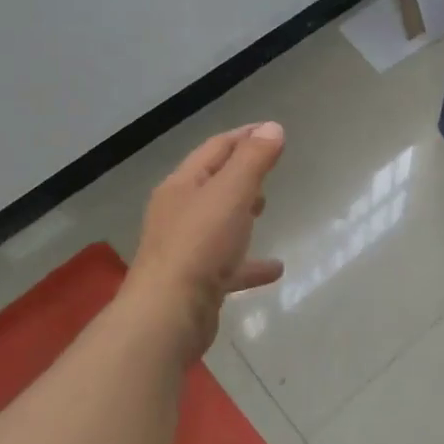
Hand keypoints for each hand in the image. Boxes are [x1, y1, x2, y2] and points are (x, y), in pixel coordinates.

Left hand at [126, 123, 285, 355]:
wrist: (169, 315)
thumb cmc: (200, 245)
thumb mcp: (232, 193)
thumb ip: (253, 160)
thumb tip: (271, 128)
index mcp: (182, 186)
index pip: (215, 149)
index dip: (244, 136)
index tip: (272, 130)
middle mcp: (178, 213)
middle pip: (212, 184)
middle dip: (240, 173)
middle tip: (268, 169)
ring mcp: (185, 249)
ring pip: (217, 223)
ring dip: (241, 213)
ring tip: (266, 208)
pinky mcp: (195, 282)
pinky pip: (228, 265)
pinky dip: (249, 262)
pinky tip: (275, 269)